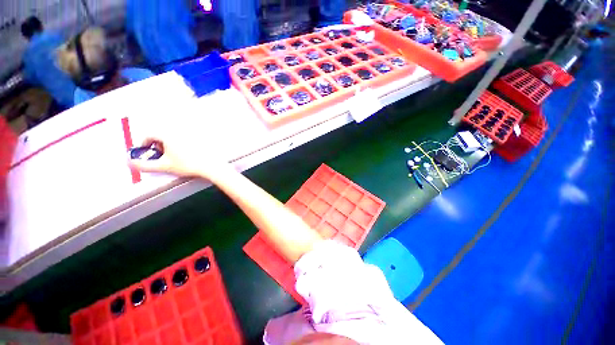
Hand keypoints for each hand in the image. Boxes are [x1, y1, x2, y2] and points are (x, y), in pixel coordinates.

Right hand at [128, 132, 232, 181]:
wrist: (210, 166)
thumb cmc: (188, 165)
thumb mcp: (164, 166)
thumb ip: (145, 165)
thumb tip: (129, 163)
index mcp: (168, 135)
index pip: (149, 134)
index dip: (144, 144)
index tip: (146, 152)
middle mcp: (179, 131)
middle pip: (161, 135)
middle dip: (157, 145)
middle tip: (161, 156)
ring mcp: (190, 134)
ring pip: (173, 137)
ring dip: (169, 145)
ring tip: (174, 156)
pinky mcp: (200, 138)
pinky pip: (185, 139)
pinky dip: (181, 145)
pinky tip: (187, 154)